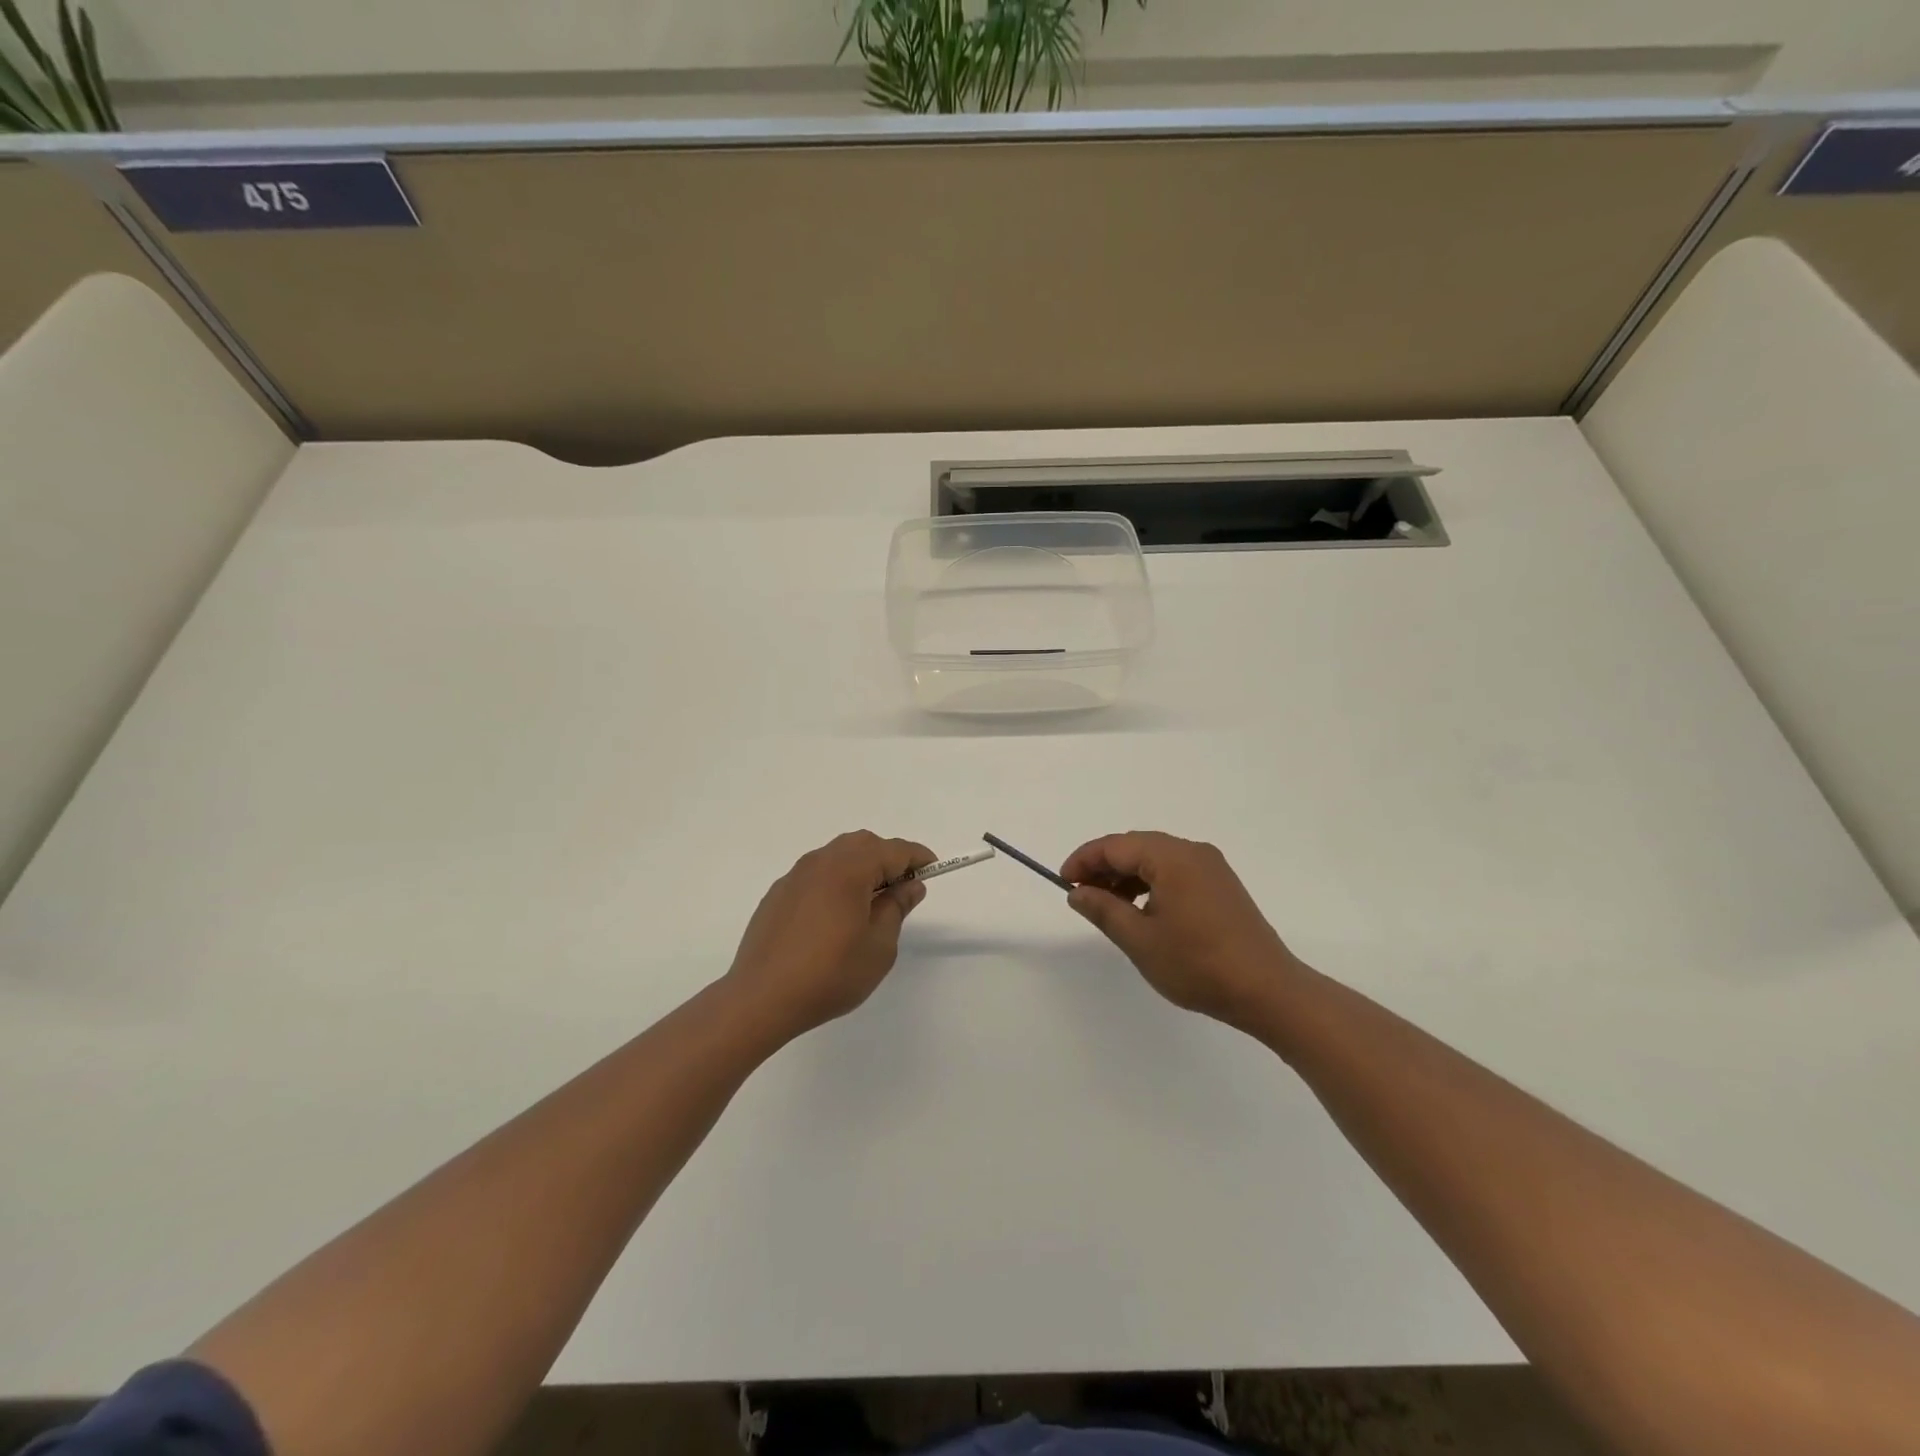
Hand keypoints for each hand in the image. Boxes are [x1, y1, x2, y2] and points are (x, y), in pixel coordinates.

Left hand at [725, 831, 934, 1041]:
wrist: (761, 998)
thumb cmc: (830, 974)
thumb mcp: (879, 946)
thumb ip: (896, 908)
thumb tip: (910, 885)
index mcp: (849, 868)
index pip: (893, 850)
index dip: (917, 857)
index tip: (932, 870)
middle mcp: (821, 862)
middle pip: (863, 844)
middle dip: (888, 858)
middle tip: (903, 888)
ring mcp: (795, 876)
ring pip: (837, 855)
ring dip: (860, 867)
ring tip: (871, 902)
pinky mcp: (778, 893)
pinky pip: (816, 874)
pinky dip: (835, 881)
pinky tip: (836, 915)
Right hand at [1061, 831, 1302, 1026]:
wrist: (1268, 990)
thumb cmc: (1198, 964)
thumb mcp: (1140, 940)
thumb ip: (1104, 909)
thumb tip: (1077, 891)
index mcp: (1172, 857)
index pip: (1115, 846)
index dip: (1084, 860)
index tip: (1063, 882)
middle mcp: (1193, 852)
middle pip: (1136, 847)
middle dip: (1104, 866)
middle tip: (1081, 894)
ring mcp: (1211, 868)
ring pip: (1156, 859)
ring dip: (1127, 876)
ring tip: (1107, 906)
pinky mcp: (1221, 886)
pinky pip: (1175, 872)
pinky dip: (1151, 883)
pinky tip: (1141, 911)